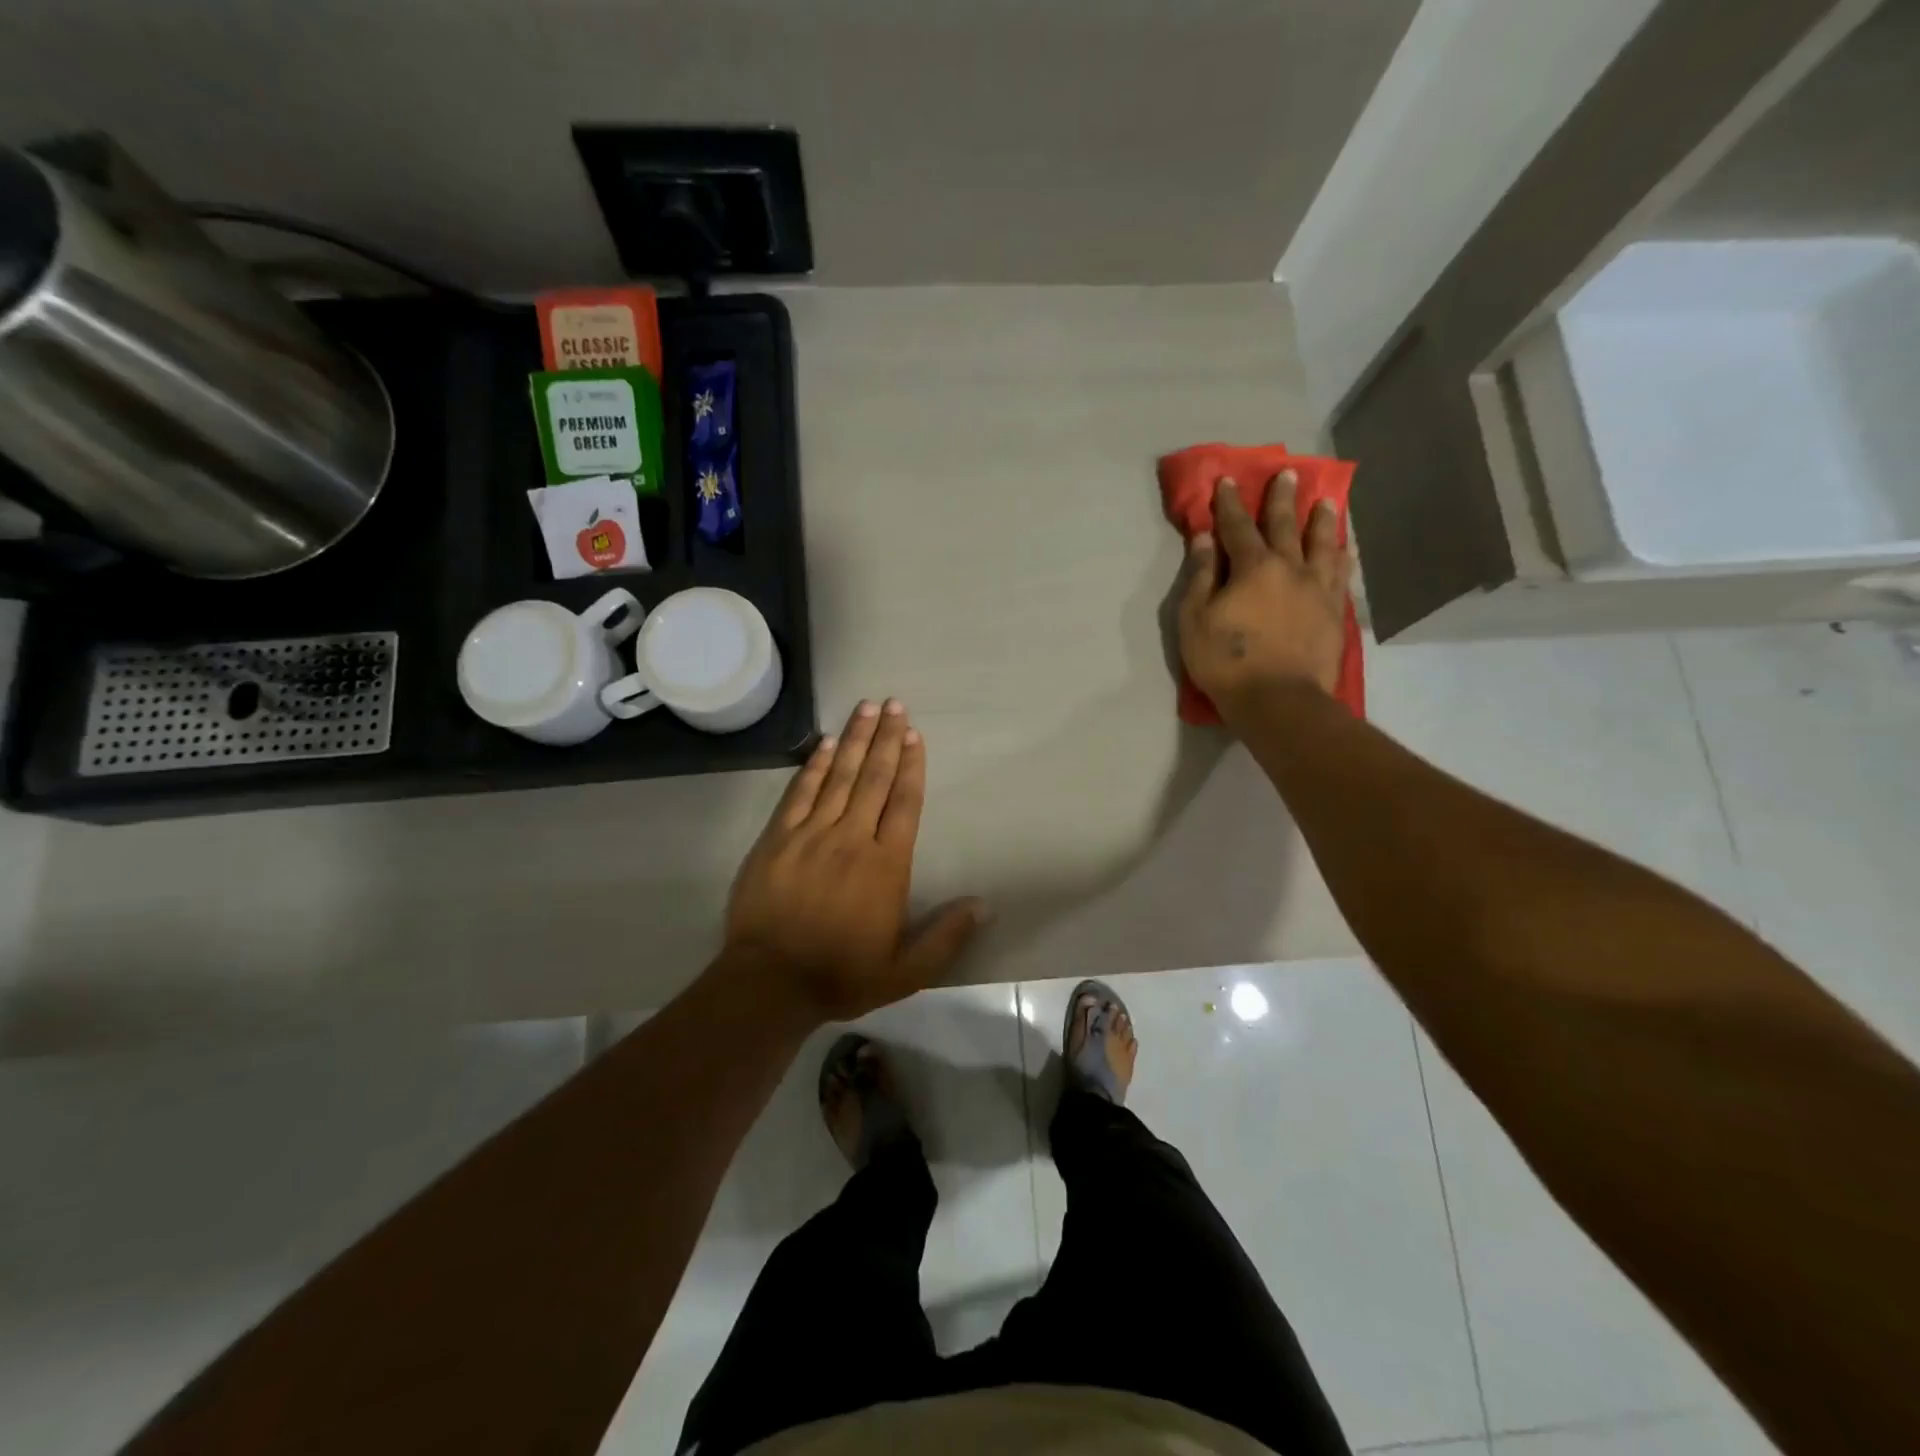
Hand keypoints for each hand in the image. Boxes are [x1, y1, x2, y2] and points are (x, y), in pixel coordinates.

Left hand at [724, 699, 988, 1022]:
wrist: (770, 983)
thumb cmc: (842, 975)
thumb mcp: (906, 971)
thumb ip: (946, 936)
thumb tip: (985, 905)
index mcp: (886, 865)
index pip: (904, 803)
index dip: (912, 766)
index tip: (914, 734)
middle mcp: (852, 839)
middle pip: (875, 779)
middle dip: (886, 739)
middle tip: (894, 703)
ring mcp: (811, 835)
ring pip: (839, 777)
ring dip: (856, 740)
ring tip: (866, 707)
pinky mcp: (777, 839)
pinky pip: (800, 793)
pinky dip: (815, 766)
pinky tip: (827, 743)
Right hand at [1178, 474, 1351, 726]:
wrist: (1279, 700)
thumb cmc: (1227, 661)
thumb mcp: (1195, 620)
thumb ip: (1200, 576)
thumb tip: (1204, 538)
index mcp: (1253, 567)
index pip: (1238, 527)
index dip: (1230, 504)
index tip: (1227, 481)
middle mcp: (1291, 568)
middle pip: (1287, 526)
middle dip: (1282, 499)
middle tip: (1289, 474)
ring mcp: (1318, 589)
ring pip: (1323, 545)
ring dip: (1322, 521)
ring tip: (1327, 502)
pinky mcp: (1334, 612)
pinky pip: (1341, 575)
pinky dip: (1343, 557)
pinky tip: (1346, 549)